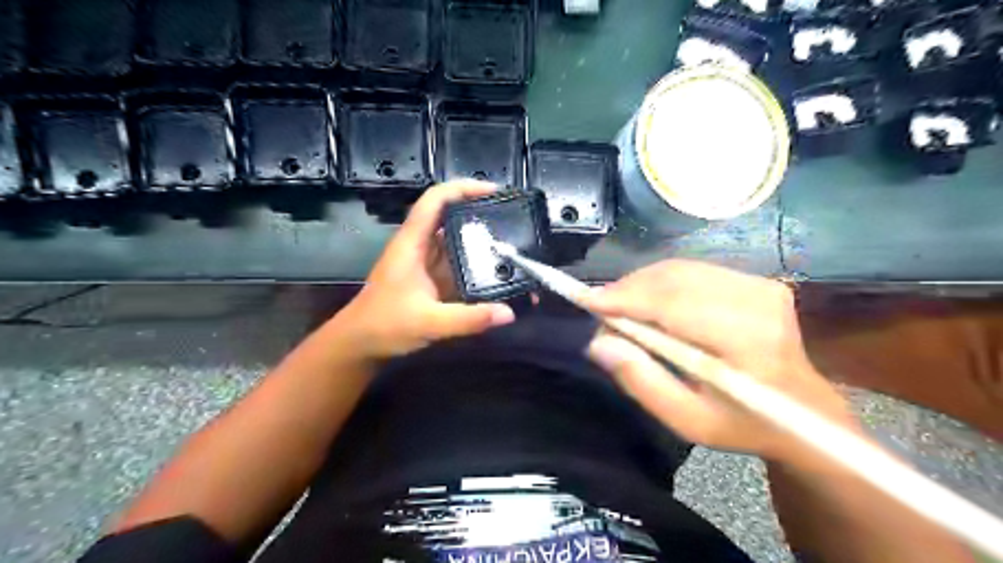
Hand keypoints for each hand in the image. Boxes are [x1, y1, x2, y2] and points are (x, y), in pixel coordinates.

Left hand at [328, 179, 516, 359]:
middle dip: (481, 214)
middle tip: (514, 222)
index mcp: (412, 243)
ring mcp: (426, 264)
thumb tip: (508, 313)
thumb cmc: (384, 326)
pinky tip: (498, 274)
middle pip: (450, 217)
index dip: (463, 188)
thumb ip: (469, 319)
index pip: (436, 200)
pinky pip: (458, 265)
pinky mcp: (431, 280)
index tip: (494, 192)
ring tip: (514, 245)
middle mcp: (420, 246)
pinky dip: (477, 266)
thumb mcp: (428, 323)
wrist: (359, 345)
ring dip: (481, 242)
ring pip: (456, 241)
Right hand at [580, 260, 852, 460]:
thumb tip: (599, 342)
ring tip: (618, 305)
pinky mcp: (756, 280)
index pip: (673, 303)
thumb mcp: (688, 420)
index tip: (585, 299)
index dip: (626, 298)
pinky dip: (661, 282)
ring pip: (680, 270)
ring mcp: (760, 285)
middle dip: (628, 289)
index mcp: (747, 341)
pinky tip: (647, 300)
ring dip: (642, 284)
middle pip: (674, 279)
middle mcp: (757, 301)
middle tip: (599, 309)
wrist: (804, 410)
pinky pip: (694, 271)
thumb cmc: (743, 423)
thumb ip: (642, 381)